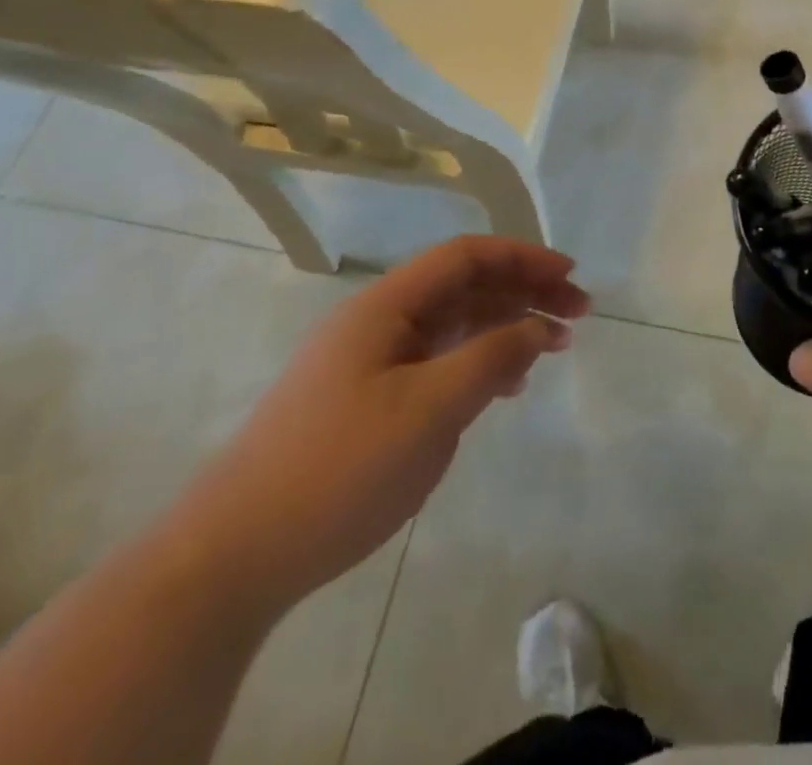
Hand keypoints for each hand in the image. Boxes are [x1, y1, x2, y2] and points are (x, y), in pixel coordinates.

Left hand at [167, 237, 589, 614]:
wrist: (234, 555)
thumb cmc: (339, 468)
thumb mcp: (430, 409)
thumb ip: (491, 358)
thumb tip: (537, 326)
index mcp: (386, 305)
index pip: (466, 256)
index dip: (523, 256)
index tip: (570, 275)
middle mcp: (379, 321)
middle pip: (464, 285)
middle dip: (524, 291)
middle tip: (577, 314)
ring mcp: (371, 361)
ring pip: (453, 324)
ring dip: (506, 326)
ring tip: (553, 347)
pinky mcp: (368, 399)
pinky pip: (437, 361)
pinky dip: (479, 362)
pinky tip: (506, 385)